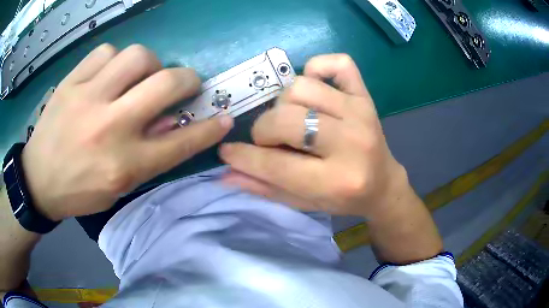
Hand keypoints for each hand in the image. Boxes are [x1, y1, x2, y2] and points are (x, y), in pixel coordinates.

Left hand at [22, 44, 233, 220]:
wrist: (38, 180)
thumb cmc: (79, 190)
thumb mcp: (117, 187)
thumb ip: (148, 157)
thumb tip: (172, 124)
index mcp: (124, 165)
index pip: (180, 142)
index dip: (209, 129)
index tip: (224, 118)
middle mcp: (109, 128)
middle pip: (165, 83)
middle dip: (187, 79)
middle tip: (183, 84)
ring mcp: (87, 99)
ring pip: (137, 56)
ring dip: (148, 65)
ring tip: (138, 77)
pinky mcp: (71, 82)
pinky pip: (106, 52)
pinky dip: (114, 60)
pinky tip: (107, 75)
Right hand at [220, 54, 405, 217]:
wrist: (383, 184)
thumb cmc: (343, 198)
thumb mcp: (304, 202)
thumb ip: (265, 187)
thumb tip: (225, 172)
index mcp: (336, 181)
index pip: (276, 164)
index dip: (243, 157)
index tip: (227, 152)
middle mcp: (351, 144)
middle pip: (286, 119)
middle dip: (264, 131)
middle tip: (269, 140)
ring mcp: (361, 113)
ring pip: (301, 88)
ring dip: (284, 103)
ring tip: (290, 118)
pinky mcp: (365, 96)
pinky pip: (338, 63)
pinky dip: (317, 67)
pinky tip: (313, 86)